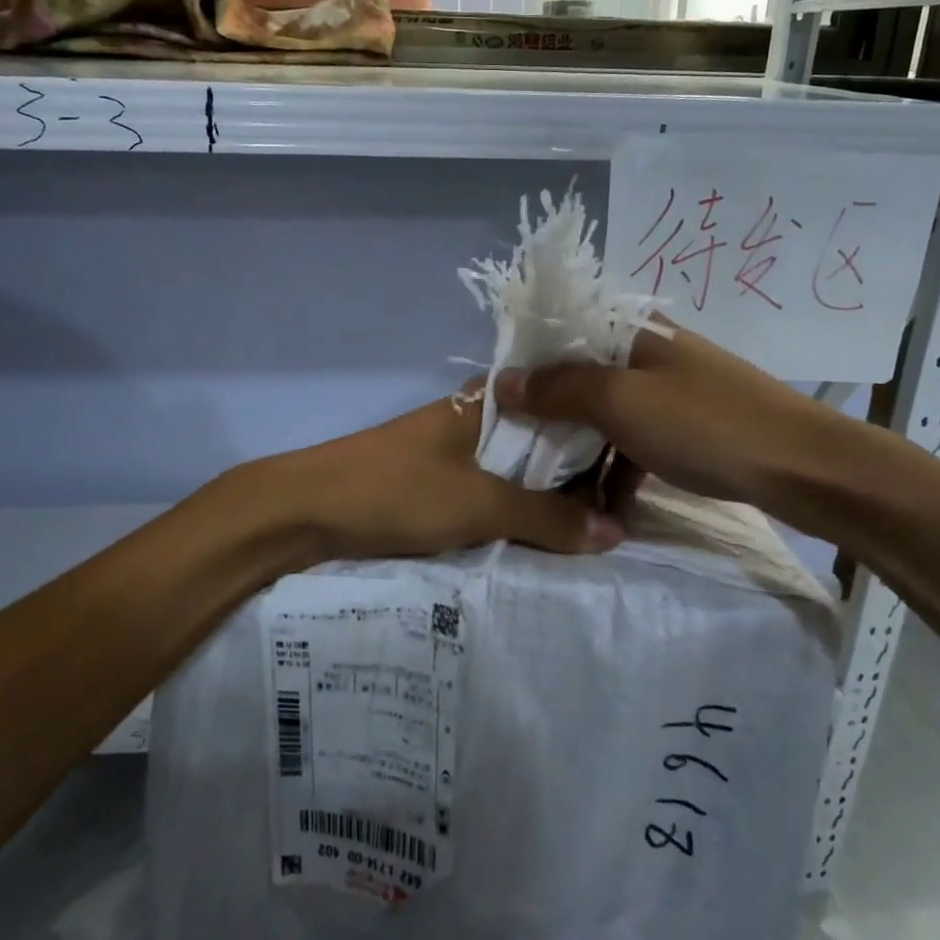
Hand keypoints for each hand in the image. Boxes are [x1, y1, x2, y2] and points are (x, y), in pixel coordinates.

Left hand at [252, 388, 626, 563]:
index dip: (598, 426)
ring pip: (516, 469)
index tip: (637, 461)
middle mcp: (474, 417)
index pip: (559, 400)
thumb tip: (616, 531)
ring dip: (545, 498)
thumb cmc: (395, 491)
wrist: (302, 512)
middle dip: (578, 473)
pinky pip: (489, 493)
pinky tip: (539, 539)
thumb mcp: (479, 505)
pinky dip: (513, 512)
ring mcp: (452, 450)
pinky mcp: (433, 482)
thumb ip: (547, 518)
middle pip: (541, 439)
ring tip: (593, 530)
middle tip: (623, 508)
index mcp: (487, 401)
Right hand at [491, 325, 874, 542]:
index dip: (528, 364)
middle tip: (518, 448)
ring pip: (609, 414)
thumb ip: (560, 389)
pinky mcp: (691, 429)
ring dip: (583, 448)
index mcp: (634, 331)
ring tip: (554, 485)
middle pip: (585, 376)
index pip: (564, 334)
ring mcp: (674, 392)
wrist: (802, 467)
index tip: (498, 402)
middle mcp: (651, 353)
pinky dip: (619, 469)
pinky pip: (638, 442)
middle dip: (551, 412)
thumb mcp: (620, 402)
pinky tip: (606, 505)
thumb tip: (504, 382)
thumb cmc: (704, 424)